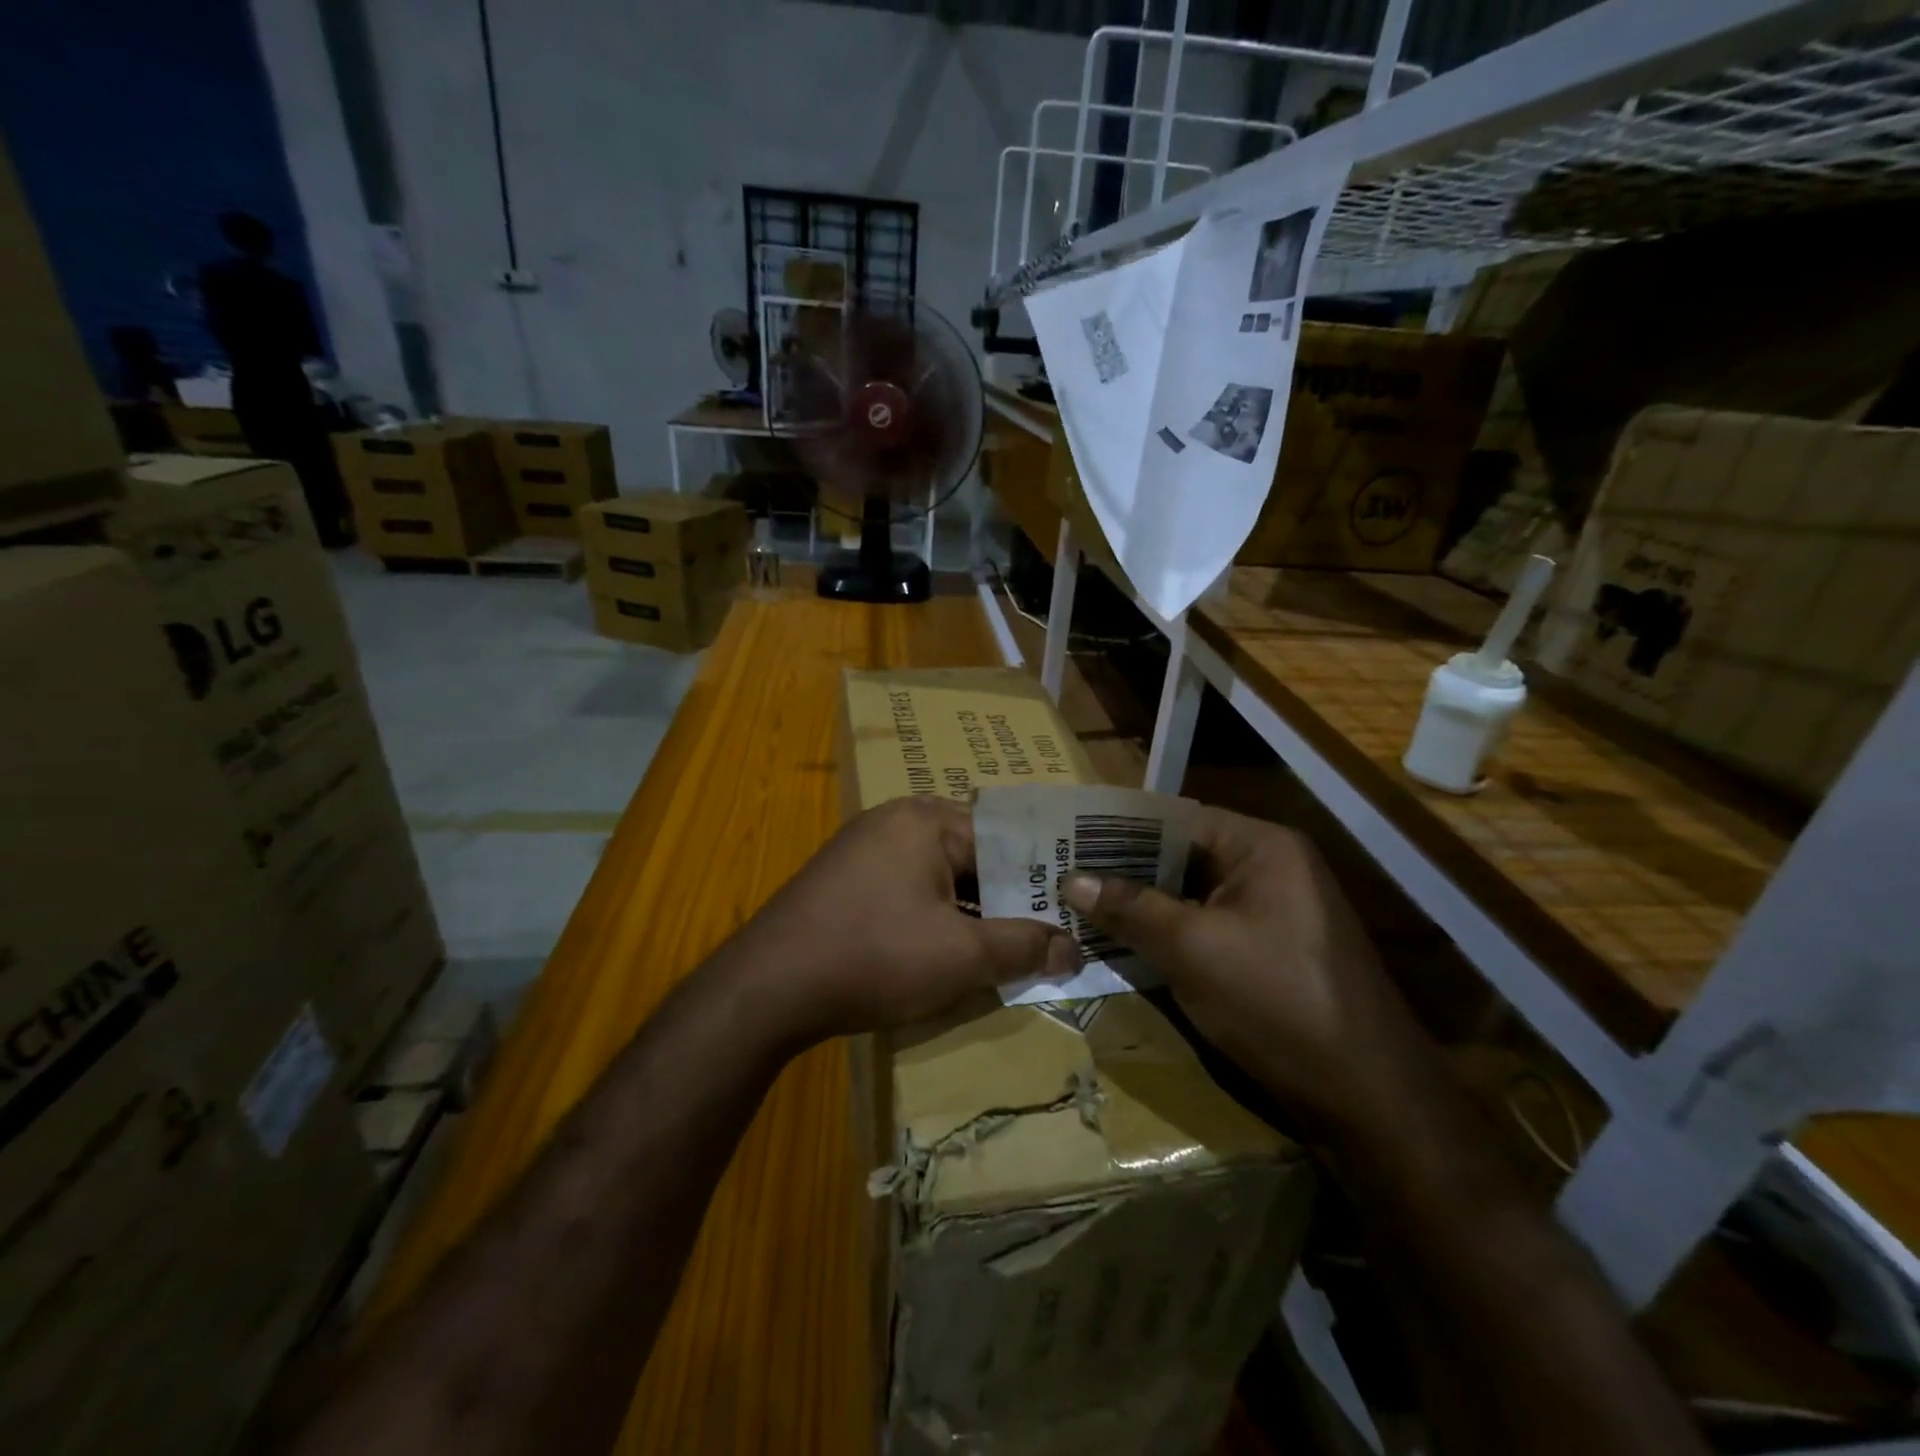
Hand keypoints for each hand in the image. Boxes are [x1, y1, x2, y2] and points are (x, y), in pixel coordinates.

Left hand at [728, 796, 1076, 1044]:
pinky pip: (906, 890)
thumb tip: (1075, 949)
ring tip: (1002, 951)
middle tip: (1043, 938)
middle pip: (972, 856)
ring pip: (939, 877)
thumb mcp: (962, 956)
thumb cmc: (875, 956)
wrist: (767, 989)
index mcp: (927, 819)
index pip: (1006, 840)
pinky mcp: (844, 880)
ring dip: (970, 914)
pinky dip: (932, 918)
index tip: (1070, 913)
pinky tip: (945, 953)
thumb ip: (1024, 947)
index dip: (1041, 879)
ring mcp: (863, 849)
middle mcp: (895, 820)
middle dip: (1005, 900)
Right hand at [1061, 807, 1438, 1141]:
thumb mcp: (1192, 949)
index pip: (1175, 819)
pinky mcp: (1271, 950)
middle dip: (1124, 870)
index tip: (1067, 839)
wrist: (1367, 1097)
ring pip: (1192, 894)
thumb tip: (1071, 880)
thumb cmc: (1276, 1001)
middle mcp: (1272, 867)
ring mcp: (1274, 911)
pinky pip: (1208, 925)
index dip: (1118, 829)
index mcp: (1262, 847)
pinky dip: (1169, 932)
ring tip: (1080, 907)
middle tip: (1064, 876)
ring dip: (1143, 905)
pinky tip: (1125, 943)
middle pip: (1182, 855)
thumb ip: (1130, 908)